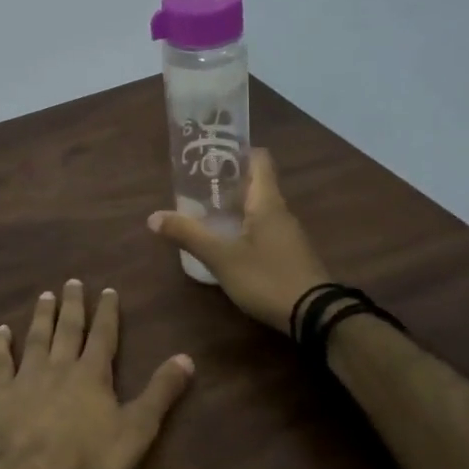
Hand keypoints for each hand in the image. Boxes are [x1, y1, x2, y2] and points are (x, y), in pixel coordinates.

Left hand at [0, 280, 192, 468]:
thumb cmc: (90, 457)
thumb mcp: (137, 428)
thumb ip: (160, 392)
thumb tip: (186, 358)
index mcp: (92, 374)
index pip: (103, 335)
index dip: (107, 313)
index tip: (108, 290)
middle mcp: (59, 366)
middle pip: (68, 329)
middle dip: (73, 305)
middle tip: (72, 282)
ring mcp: (27, 377)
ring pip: (36, 338)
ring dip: (42, 316)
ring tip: (45, 296)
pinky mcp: (1, 394)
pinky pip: (0, 363)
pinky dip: (0, 346)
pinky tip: (0, 331)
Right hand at [147, 148, 332, 331]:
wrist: (315, 317)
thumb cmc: (267, 277)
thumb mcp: (221, 257)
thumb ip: (188, 235)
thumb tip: (153, 217)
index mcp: (267, 202)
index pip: (259, 160)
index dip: (237, 152)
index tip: (211, 155)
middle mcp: (281, 212)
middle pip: (256, 184)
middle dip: (227, 182)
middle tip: (196, 186)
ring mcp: (288, 235)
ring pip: (259, 209)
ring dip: (234, 206)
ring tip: (204, 212)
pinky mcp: (290, 255)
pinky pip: (264, 230)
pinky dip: (244, 227)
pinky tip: (226, 242)